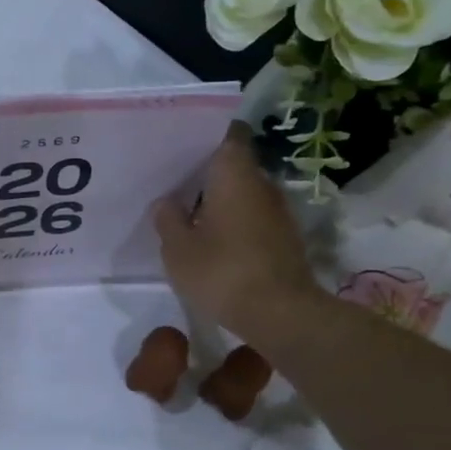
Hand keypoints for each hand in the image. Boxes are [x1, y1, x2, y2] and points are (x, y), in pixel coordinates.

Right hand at [153, 123, 323, 344]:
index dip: (207, 136)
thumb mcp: (178, 248)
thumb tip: (166, 202)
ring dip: (221, 201)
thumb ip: (167, 219)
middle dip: (208, 173)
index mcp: (234, 174)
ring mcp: (278, 212)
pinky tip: (212, 240)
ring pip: (244, 193)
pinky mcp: (284, 238)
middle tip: (175, 184)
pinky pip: (253, 217)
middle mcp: (262, 184)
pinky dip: (234, 222)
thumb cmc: (223, 271)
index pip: (228, 135)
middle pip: (234, 165)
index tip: (183, 146)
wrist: (281, 314)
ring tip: (189, 214)